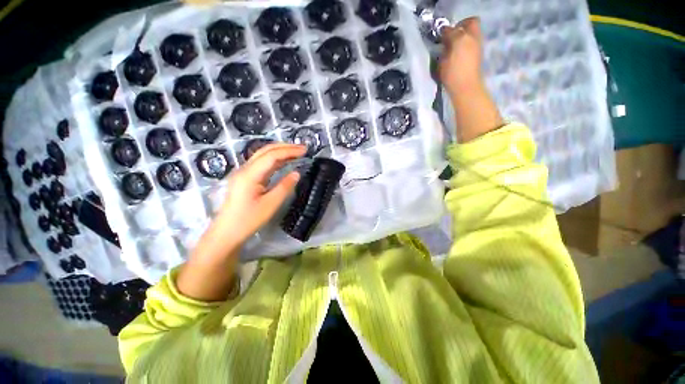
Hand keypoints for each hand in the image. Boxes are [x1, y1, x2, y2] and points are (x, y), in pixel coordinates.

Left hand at [177, 144, 304, 300]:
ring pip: (263, 155)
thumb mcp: (270, 204)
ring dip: (280, 151)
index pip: (272, 156)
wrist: (227, 232)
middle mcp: (245, 169)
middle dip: (285, 147)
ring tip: (296, 152)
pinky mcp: (245, 178)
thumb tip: (297, 173)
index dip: (289, 151)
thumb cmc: (248, 220)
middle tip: (302, 148)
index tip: (305, 151)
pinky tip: (283, 161)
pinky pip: (261, 163)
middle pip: (265, 151)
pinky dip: (274, 159)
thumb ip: (284, 186)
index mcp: (250, 174)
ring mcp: (243, 173)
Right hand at [438, 17, 483, 94]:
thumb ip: (444, 48)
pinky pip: (474, 41)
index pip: (450, 29)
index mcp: (461, 37)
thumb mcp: (443, 61)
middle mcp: (472, 37)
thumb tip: (445, 42)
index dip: (444, 32)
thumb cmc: (452, 74)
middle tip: (452, 35)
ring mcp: (478, 45)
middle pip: (471, 22)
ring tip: (455, 45)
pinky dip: (467, 43)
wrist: (466, 87)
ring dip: (465, 35)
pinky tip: (459, 53)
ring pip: (473, 32)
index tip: (440, 37)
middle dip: (461, 25)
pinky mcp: (479, 53)